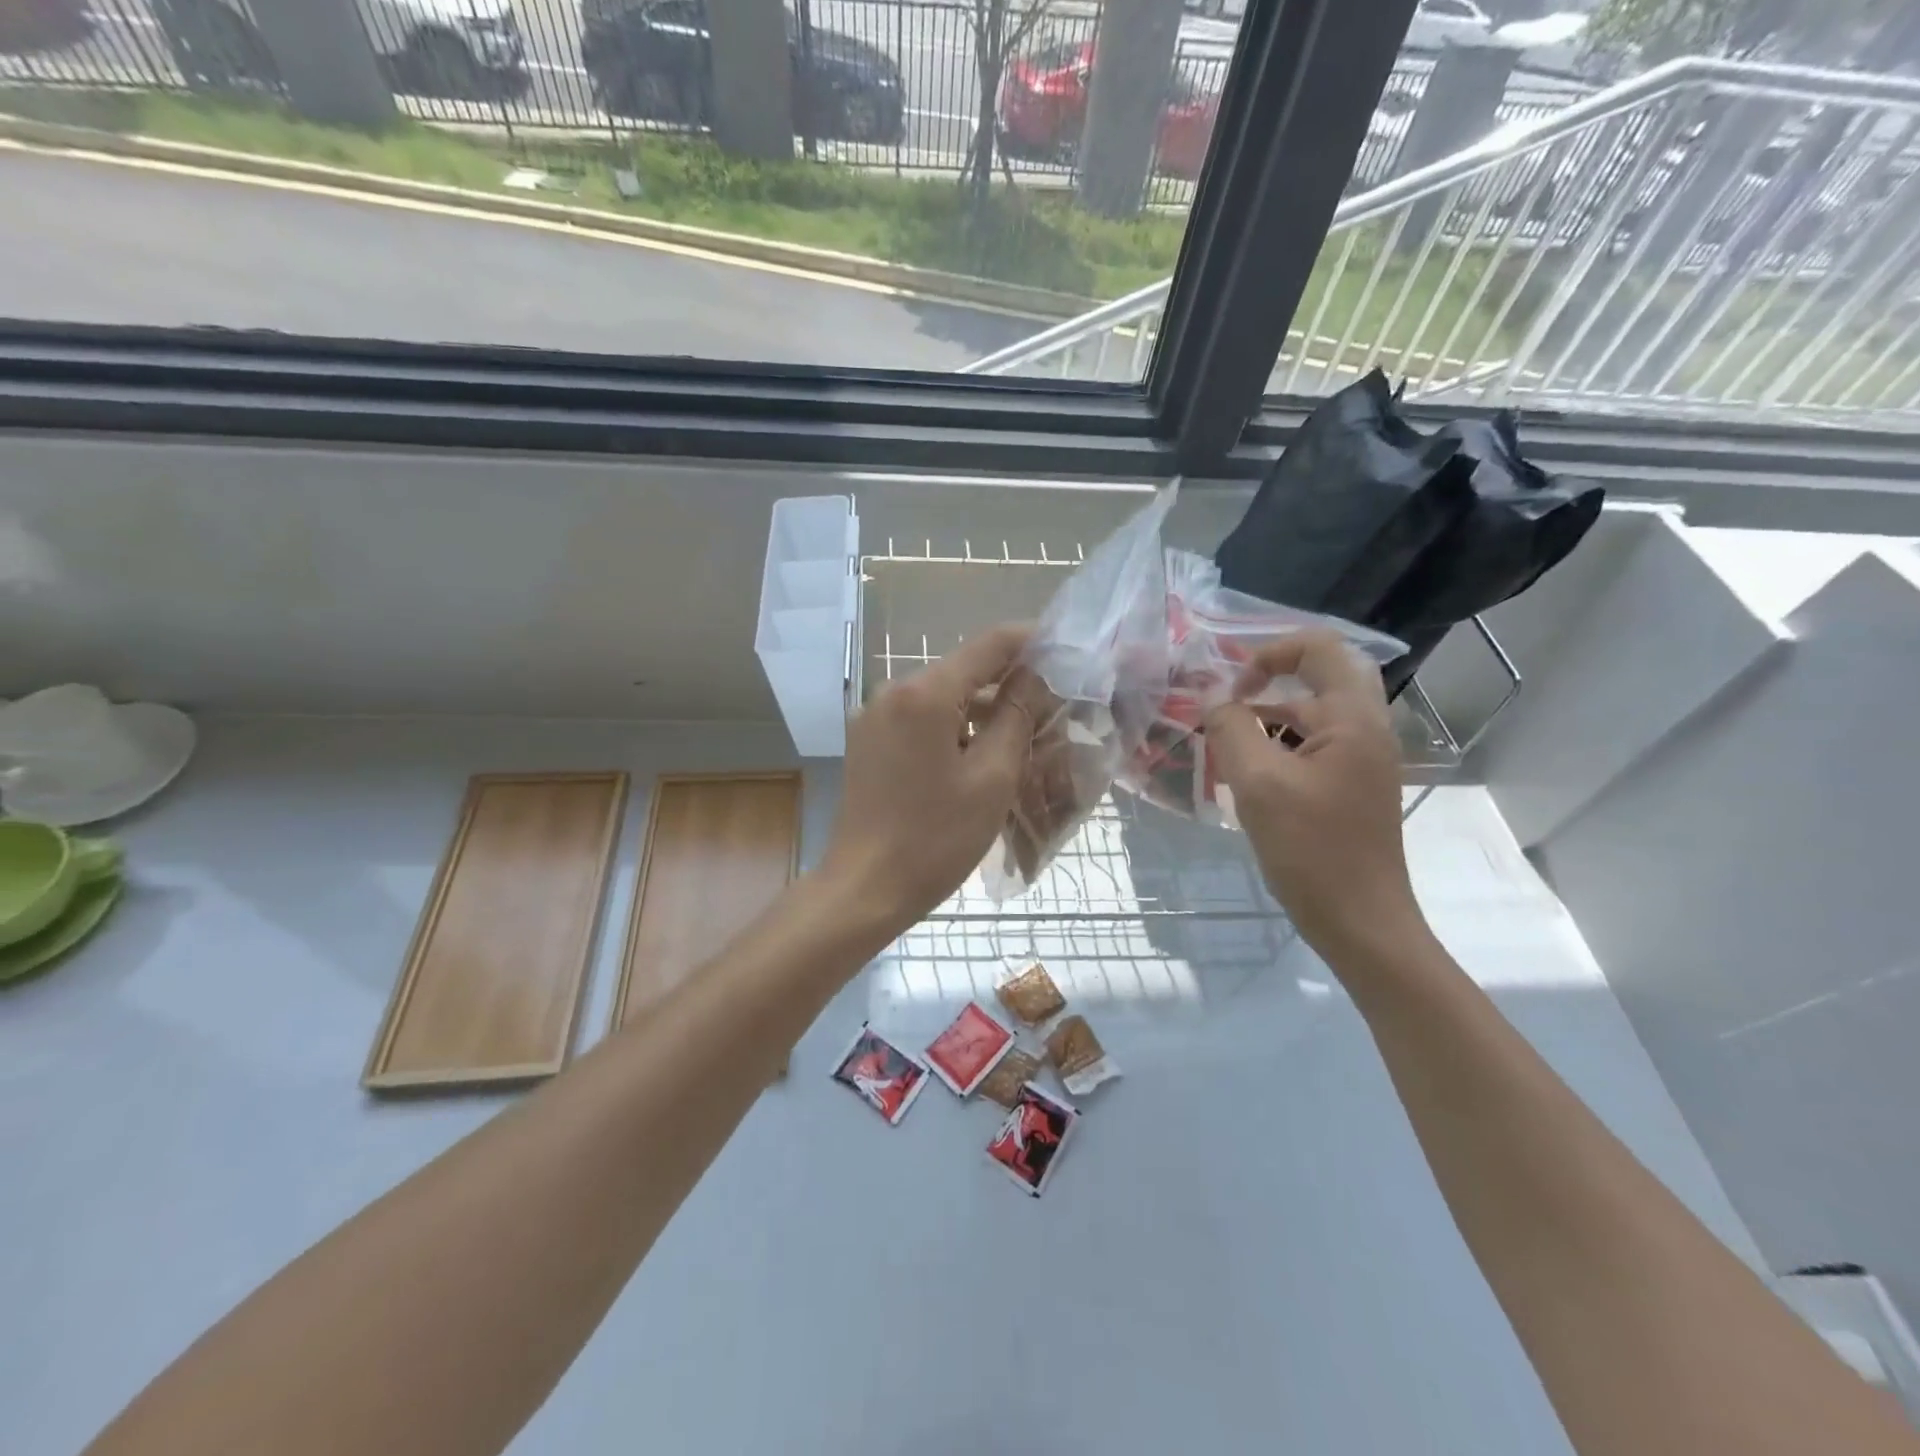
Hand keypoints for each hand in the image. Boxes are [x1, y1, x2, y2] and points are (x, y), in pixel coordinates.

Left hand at [816, 625, 1033, 935]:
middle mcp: (893, 692)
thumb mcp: (992, 778)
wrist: (865, 889)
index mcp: (924, 693)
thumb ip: (1017, 716)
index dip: (1031, 641)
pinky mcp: (869, 742)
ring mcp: (875, 717)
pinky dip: (955, 729)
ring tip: (1025, 739)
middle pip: (964, 671)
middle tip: (1054, 709)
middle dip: (1010, 684)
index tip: (1067, 651)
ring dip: (984, 711)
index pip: (989, 645)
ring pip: (943, 698)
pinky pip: (922, 720)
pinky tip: (981, 757)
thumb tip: (1036, 675)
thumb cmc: (935, 838)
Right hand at [1204, 630, 1426, 961]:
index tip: (1233, 688)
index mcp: (1353, 719)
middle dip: (1264, 687)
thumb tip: (1213, 700)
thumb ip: (1231, 729)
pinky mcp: (1350, 788)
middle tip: (1225, 708)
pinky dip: (1275, 750)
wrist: (1361, 923)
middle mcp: (1365, 730)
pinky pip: (1309, 749)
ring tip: (1224, 750)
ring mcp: (1361, 761)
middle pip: (1314, 680)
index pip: (1319, 648)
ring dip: (1265, 722)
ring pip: (1308, 718)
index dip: (1269, 652)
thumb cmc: (1312, 850)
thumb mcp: (1259, 783)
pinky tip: (1246, 779)